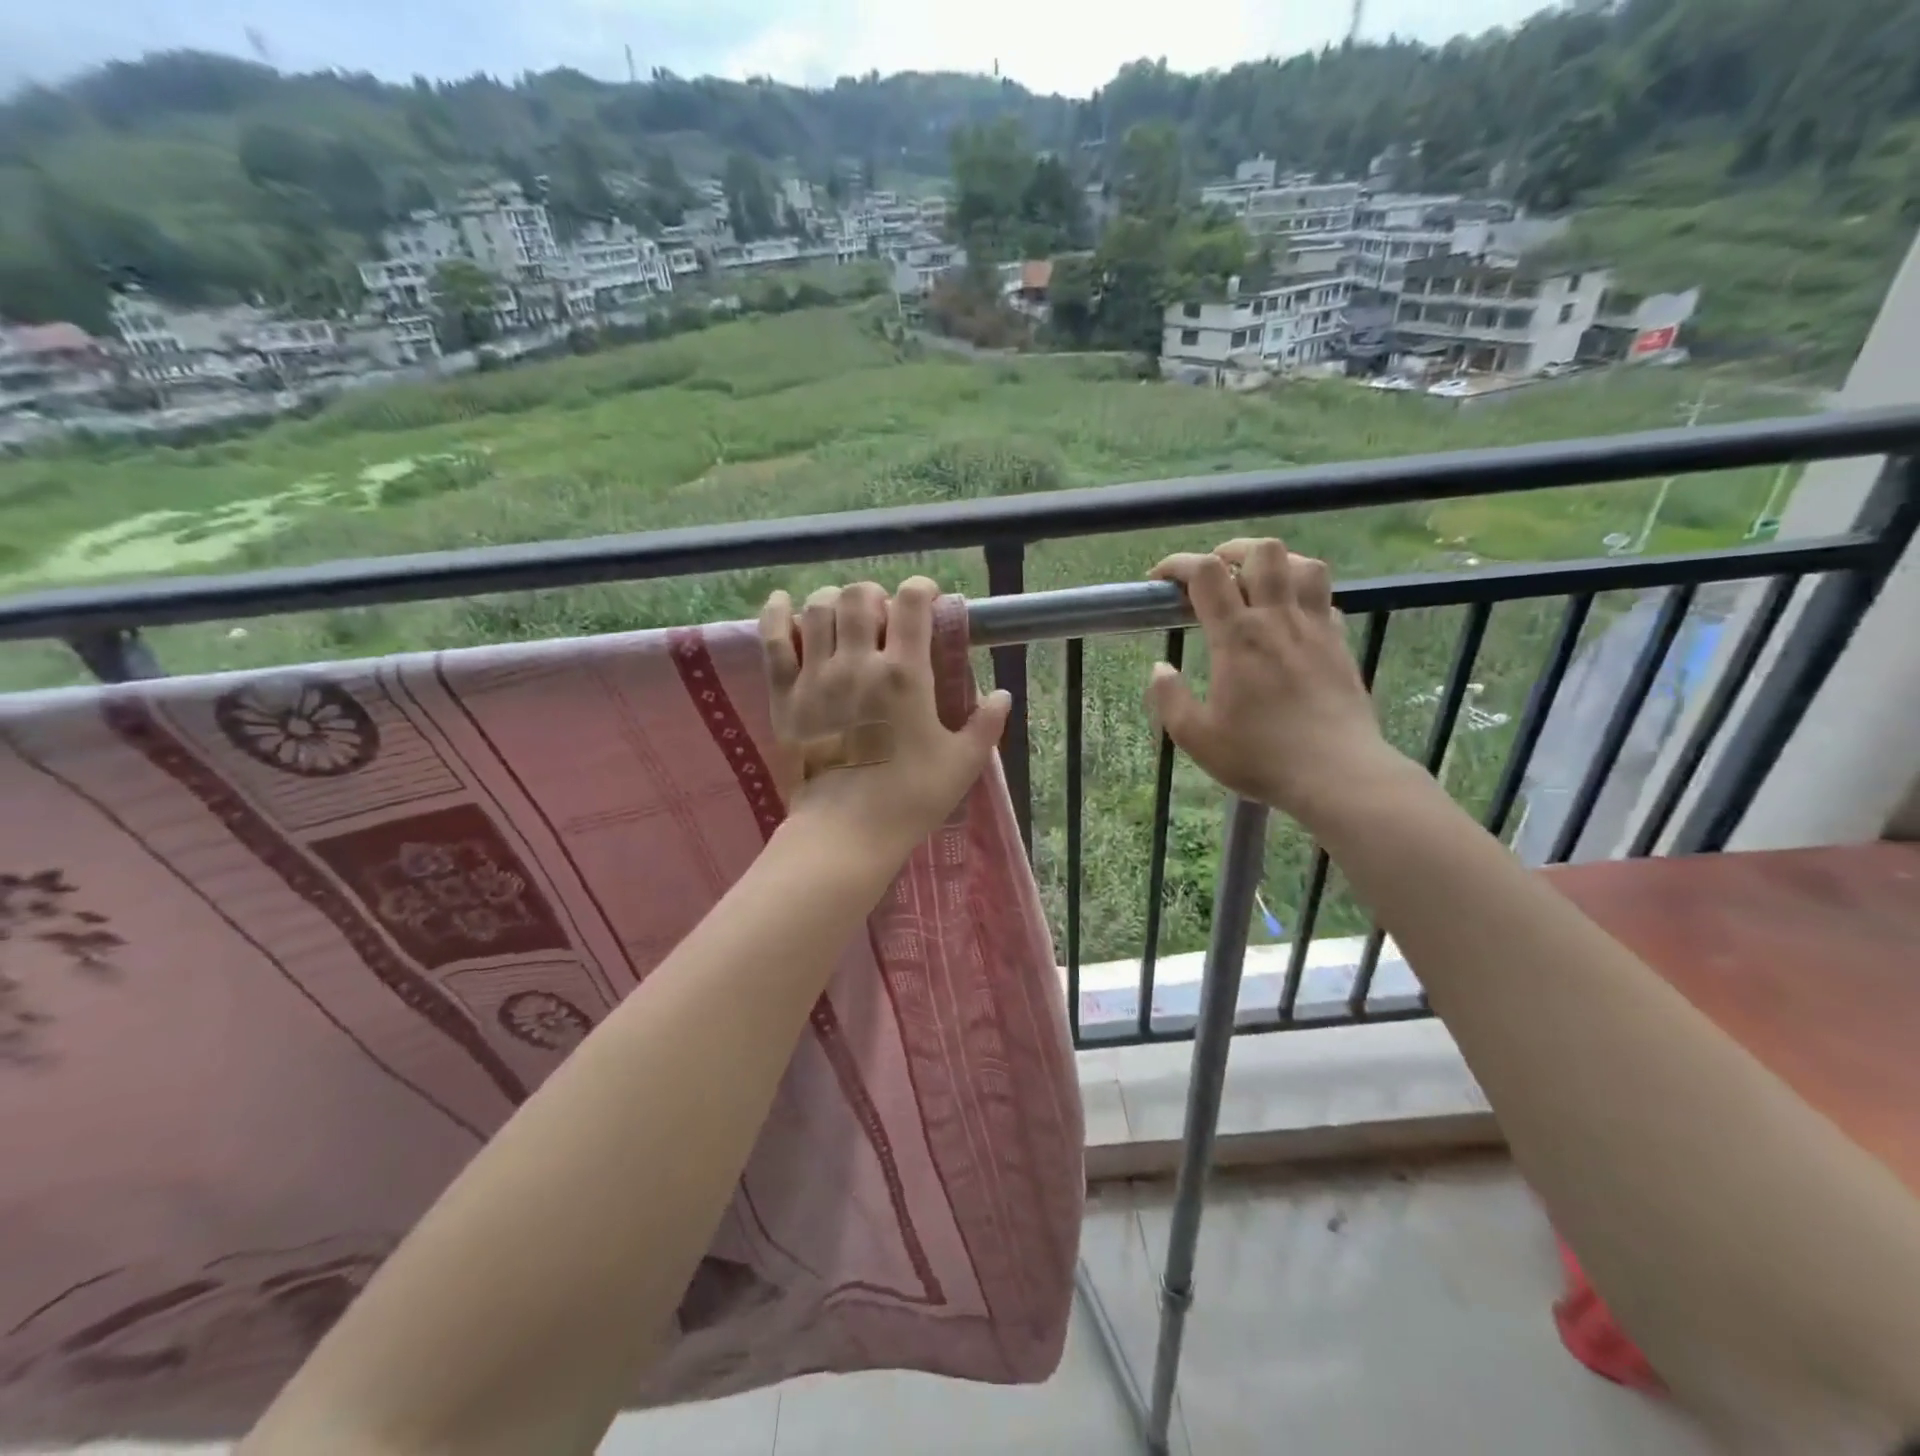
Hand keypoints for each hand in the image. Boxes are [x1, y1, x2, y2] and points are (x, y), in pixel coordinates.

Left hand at [760, 577, 1011, 862]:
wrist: (845, 833)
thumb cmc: (910, 799)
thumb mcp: (962, 763)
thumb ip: (986, 725)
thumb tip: (1002, 695)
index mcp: (905, 675)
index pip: (911, 604)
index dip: (921, 590)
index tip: (927, 600)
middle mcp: (857, 663)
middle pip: (859, 597)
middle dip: (876, 596)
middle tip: (884, 619)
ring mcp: (816, 676)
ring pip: (817, 609)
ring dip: (835, 603)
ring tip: (845, 620)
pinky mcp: (785, 694)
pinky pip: (773, 640)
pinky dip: (777, 614)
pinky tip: (785, 604)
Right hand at [1146, 539, 1411, 828]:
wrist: (1338, 774)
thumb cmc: (1260, 757)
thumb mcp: (1196, 737)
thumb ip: (1169, 699)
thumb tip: (1159, 669)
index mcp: (1238, 637)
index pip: (1206, 574)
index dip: (1178, 564)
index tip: (1159, 579)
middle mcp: (1278, 620)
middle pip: (1263, 552)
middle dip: (1231, 551)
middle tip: (1214, 574)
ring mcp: (1315, 628)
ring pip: (1304, 564)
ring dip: (1275, 564)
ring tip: (1256, 583)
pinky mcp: (1340, 644)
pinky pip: (1324, 599)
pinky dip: (1303, 595)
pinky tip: (1290, 617)